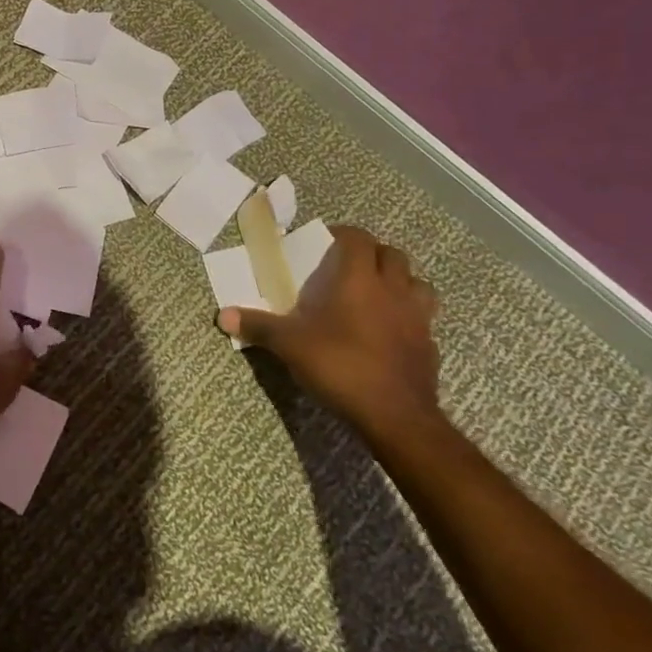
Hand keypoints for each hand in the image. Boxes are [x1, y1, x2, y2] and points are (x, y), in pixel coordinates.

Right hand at [219, 225, 440, 440]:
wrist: (396, 416)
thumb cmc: (340, 366)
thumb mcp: (289, 345)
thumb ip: (258, 326)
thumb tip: (221, 315)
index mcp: (360, 280)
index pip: (359, 239)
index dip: (343, 235)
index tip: (325, 244)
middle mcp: (394, 290)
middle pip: (393, 254)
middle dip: (372, 254)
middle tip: (348, 268)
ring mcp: (418, 318)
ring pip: (418, 283)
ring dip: (399, 282)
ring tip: (377, 295)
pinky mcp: (430, 345)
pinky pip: (423, 318)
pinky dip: (408, 317)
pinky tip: (390, 333)